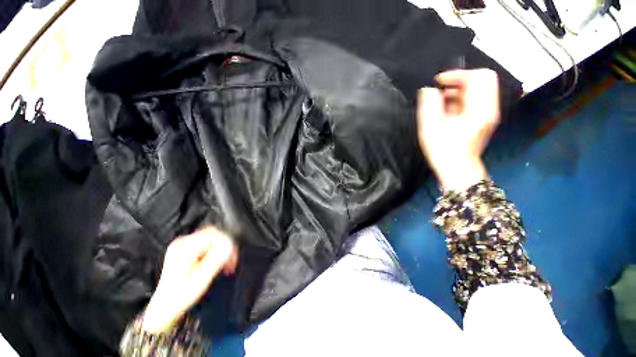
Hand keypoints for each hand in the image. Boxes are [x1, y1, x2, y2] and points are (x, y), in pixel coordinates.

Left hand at [142, 227, 238, 333]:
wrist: (165, 308)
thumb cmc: (181, 296)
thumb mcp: (201, 278)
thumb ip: (216, 259)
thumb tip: (230, 245)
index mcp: (184, 248)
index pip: (213, 234)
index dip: (226, 242)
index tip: (232, 256)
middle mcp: (183, 243)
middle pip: (213, 235)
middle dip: (225, 246)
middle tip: (231, 261)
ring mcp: (184, 246)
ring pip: (212, 239)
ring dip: (222, 250)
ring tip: (226, 264)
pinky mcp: (187, 250)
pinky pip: (208, 245)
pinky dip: (216, 253)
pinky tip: (218, 263)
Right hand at [417, 69, 499, 190]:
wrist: (456, 168)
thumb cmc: (442, 150)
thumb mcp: (430, 128)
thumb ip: (429, 106)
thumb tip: (429, 90)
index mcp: (478, 109)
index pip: (477, 77)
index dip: (456, 74)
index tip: (438, 82)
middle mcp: (489, 108)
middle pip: (483, 79)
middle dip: (460, 80)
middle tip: (442, 90)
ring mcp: (489, 113)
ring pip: (479, 89)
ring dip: (460, 90)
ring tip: (442, 103)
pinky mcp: (484, 118)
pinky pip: (477, 99)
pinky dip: (462, 99)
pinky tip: (448, 111)